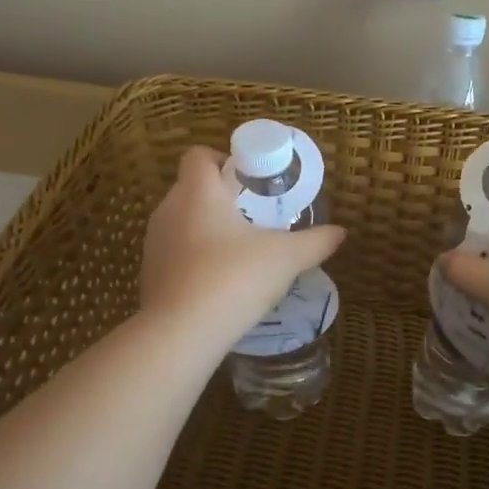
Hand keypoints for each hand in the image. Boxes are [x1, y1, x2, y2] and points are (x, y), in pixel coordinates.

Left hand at [140, 145, 345, 344]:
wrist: (181, 334)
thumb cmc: (233, 279)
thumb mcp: (285, 259)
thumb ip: (314, 242)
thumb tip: (340, 232)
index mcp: (198, 191)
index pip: (199, 155)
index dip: (223, 160)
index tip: (250, 182)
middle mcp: (168, 209)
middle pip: (192, 188)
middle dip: (222, 199)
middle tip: (254, 218)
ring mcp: (154, 242)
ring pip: (182, 222)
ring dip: (207, 230)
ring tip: (239, 253)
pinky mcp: (149, 273)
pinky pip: (174, 253)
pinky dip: (194, 259)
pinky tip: (218, 283)